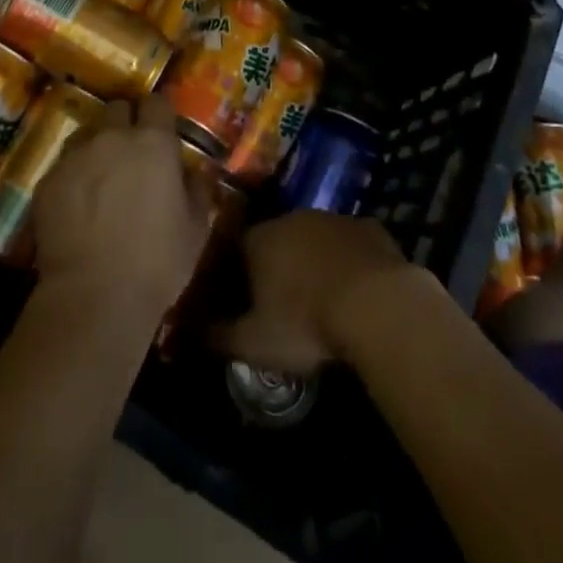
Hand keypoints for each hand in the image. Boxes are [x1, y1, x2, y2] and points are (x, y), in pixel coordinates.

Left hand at [32, 95, 210, 316]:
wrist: (93, 297)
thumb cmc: (156, 263)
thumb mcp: (195, 229)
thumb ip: (199, 190)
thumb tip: (198, 172)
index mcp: (153, 143)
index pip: (157, 102)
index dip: (159, 114)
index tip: (162, 130)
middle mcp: (112, 138)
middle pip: (117, 109)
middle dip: (125, 123)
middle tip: (131, 153)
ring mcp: (75, 156)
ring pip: (87, 134)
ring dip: (96, 146)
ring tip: (101, 178)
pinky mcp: (48, 180)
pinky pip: (64, 166)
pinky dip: (73, 177)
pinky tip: (77, 206)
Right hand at [210, 211, 429, 372]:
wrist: (378, 304)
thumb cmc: (306, 322)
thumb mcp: (254, 343)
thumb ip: (217, 337)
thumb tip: (184, 333)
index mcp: (258, 240)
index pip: (235, 249)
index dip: (236, 275)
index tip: (240, 301)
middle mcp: (291, 218)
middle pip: (274, 239)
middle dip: (275, 266)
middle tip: (282, 303)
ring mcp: (332, 219)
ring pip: (313, 239)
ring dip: (312, 261)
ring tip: (319, 299)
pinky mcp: (368, 227)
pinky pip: (350, 244)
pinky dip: (348, 262)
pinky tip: (355, 291)